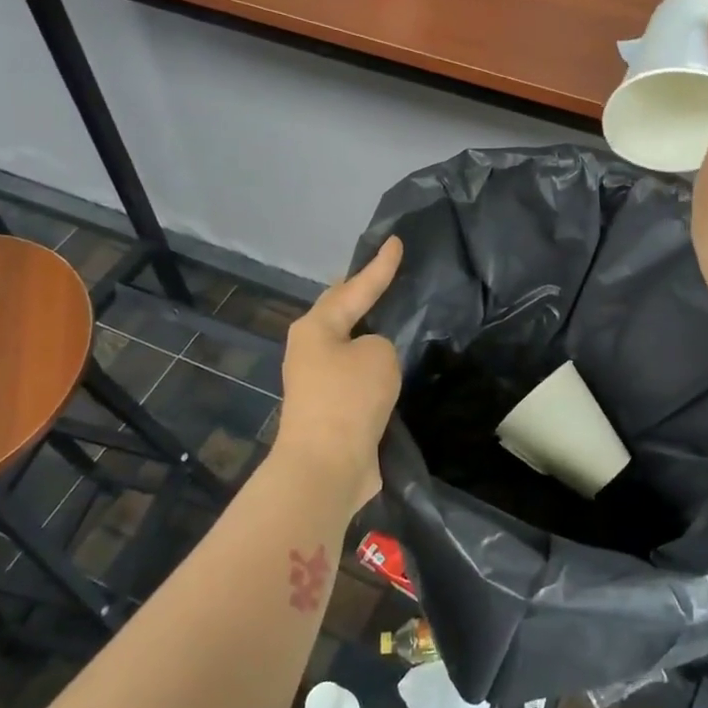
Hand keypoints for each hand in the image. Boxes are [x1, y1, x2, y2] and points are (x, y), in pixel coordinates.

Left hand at [274, 236, 403, 515]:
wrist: (326, 465)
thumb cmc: (349, 398)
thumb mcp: (379, 354)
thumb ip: (381, 343)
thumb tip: (371, 360)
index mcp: (316, 327)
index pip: (355, 287)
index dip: (380, 266)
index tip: (396, 241)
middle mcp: (310, 349)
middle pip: (341, 312)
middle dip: (361, 294)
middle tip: (386, 274)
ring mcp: (317, 381)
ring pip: (349, 346)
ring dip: (368, 333)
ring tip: (394, 316)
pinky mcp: (330, 410)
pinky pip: (357, 376)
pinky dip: (374, 367)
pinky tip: (393, 366)